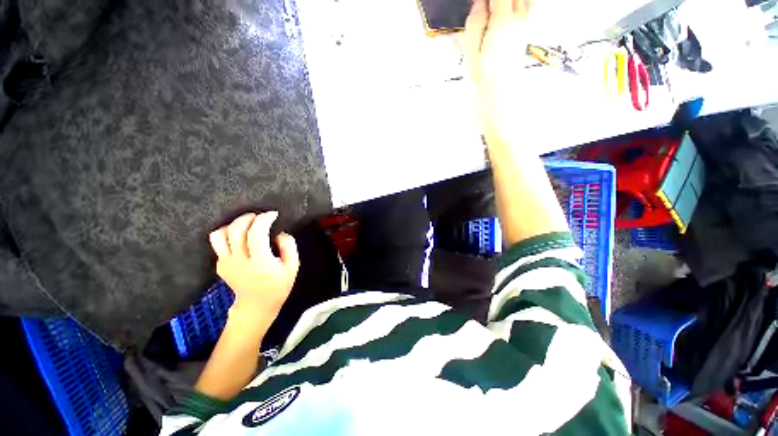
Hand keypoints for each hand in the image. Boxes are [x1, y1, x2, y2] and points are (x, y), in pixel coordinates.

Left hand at [209, 212, 298, 325]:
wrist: (256, 305)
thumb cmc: (278, 286)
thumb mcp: (293, 267)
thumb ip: (289, 247)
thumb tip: (279, 233)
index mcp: (260, 262)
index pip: (256, 233)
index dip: (264, 219)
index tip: (273, 214)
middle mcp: (239, 261)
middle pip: (235, 230)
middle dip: (248, 217)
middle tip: (260, 217)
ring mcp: (226, 263)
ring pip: (219, 235)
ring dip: (234, 224)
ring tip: (247, 224)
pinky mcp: (220, 265)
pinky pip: (219, 243)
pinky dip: (230, 235)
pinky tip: (242, 238)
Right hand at [464, 0, 533, 141]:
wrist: (500, 102)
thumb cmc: (482, 81)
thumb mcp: (471, 54)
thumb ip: (475, 24)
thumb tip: (479, 3)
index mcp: (502, 21)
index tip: (479, 4)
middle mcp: (519, 20)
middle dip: (499, 1)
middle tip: (486, 10)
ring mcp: (525, 29)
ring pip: (524, 2)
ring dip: (510, 4)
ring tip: (494, 13)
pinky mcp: (525, 38)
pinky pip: (527, 11)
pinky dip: (518, 8)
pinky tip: (504, 16)